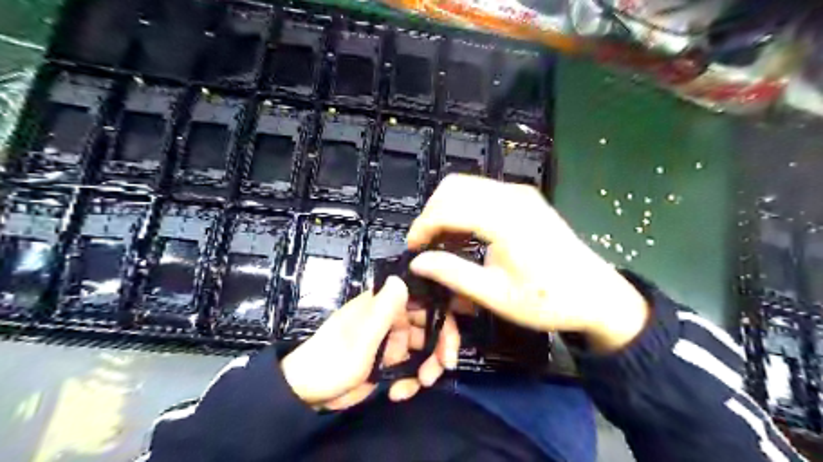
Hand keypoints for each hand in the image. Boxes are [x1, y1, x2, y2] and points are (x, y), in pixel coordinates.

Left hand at [284, 275, 461, 409]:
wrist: (307, 393)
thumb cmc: (332, 361)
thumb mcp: (360, 338)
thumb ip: (383, 310)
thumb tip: (401, 277)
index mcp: (384, 305)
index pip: (424, 303)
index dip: (443, 321)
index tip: (449, 348)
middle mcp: (391, 318)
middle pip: (429, 326)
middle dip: (438, 349)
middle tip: (440, 370)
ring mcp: (391, 340)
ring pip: (424, 348)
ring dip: (427, 368)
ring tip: (420, 385)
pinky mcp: (389, 360)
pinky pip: (412, 366)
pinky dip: (411, 381)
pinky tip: (399, 393)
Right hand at [405, 175, 648, 351]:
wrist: (597, 295)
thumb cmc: (548, 300)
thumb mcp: (496, 295)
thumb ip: (453, 274)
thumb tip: (418, 262)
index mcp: (506, 220)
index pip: (448, 208)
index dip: (423, 226)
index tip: (412, 249)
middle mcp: (512, 196)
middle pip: (454, 187)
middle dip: (432, 213)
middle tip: (426, 245)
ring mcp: (520, 193)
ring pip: (467, 186)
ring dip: (447, 209)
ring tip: (442, 242)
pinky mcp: (525, 198)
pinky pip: (482, 192)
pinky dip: (464, 208)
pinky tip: (464, 234)